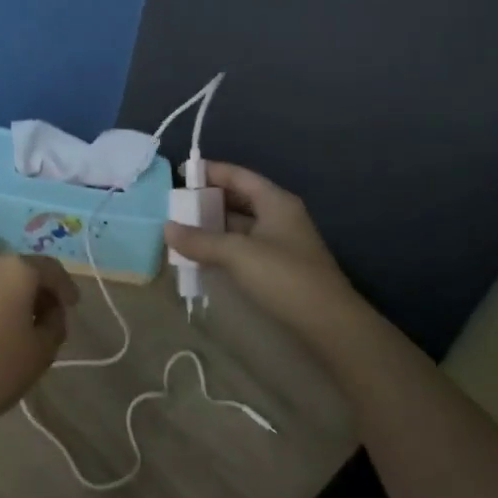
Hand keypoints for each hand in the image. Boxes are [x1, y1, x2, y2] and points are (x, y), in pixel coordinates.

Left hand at [0, 254, 77, 431]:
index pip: (49, 268)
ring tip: (6, 324)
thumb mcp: (43, 351)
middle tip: (41, 315)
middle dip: (31, 290)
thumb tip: (51, 309)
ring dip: (0, 297)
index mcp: (14, 270)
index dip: (64, 286)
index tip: (72, 304)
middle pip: (16, 271)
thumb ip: (55, 322)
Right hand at [164, 163, 360, 344]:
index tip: (180, 175)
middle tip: (175, 207)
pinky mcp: (279, 267)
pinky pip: (244, 247)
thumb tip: (166, 228)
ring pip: (240, 225)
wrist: (330, 326)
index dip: (209, 171)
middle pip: (238, 198)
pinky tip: (202, 257)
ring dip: (213, 227)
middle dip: (207, 201)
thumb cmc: (284, 277)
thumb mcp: (237, 254)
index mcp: (275, 201)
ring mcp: (281, 242)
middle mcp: (279, 215)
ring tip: (181, 232)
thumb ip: (200, 240)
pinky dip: (223, 248)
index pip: (237, 175)